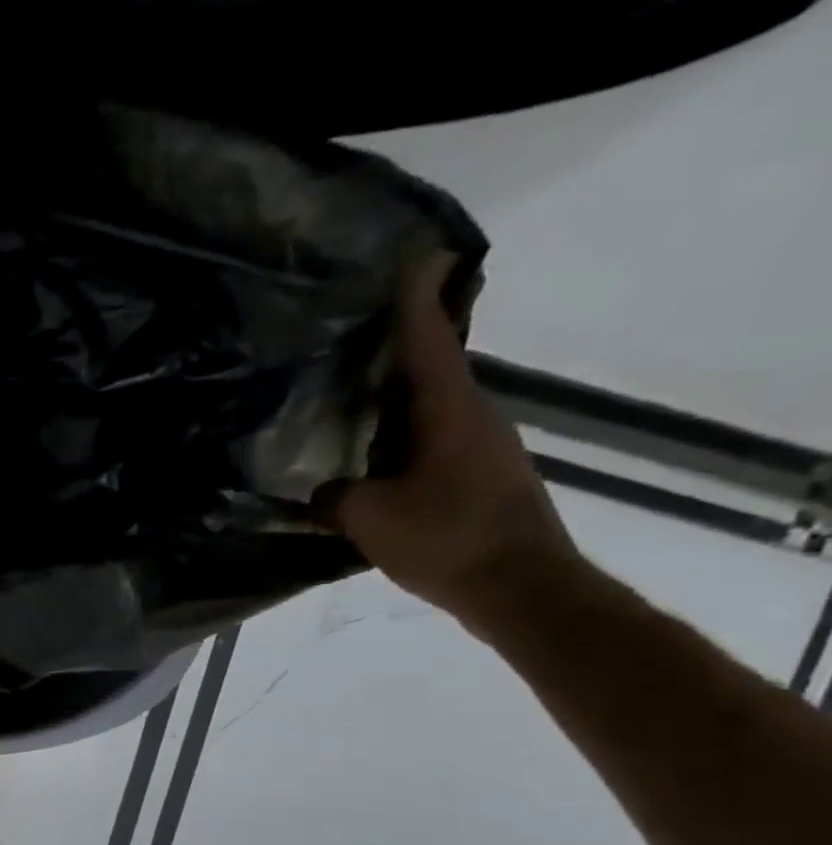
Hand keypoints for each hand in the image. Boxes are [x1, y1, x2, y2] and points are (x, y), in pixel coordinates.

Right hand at [334, 255, 582, 631]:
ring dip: (396, 405)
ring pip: (430, 413)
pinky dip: (402, 443)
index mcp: (448, 412)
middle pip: (430, 372)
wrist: (521, 588)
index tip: (414, 256)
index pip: (428, 341)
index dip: (416, 300)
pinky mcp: (481, 481)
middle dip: (396, 353)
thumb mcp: (369, 518)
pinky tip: (373, 464)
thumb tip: (322, 492)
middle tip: (353, 340)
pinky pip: (433, 446)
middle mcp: (472, 419)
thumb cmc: (446, 539)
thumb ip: (334, 498)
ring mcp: (483, 451)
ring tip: (352, 405)